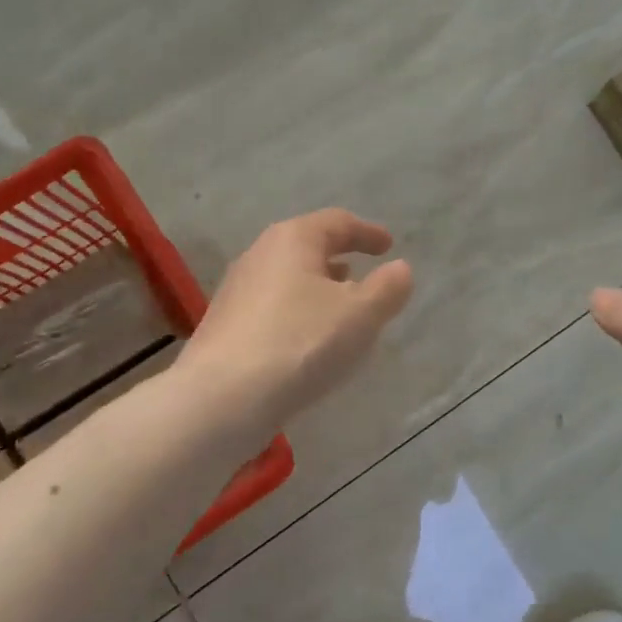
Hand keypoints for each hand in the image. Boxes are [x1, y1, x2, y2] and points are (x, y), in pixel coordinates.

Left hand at [183, 209, 413, 427]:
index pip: (337, 222)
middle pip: (307, 246)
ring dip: (318, 288)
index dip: (367, 232)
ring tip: (341, 309)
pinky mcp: (225, 325)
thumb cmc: (300, 343)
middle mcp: (259, 255)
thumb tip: (400, 269)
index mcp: (293, 239)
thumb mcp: (360, 315)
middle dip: (339, 259)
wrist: (221, 399)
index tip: (388, 245)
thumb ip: (387, 288)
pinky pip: (273, 307)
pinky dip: (298, 312)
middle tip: (365, 275)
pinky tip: (308, 340)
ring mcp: (237, 290)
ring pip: (289, 278)